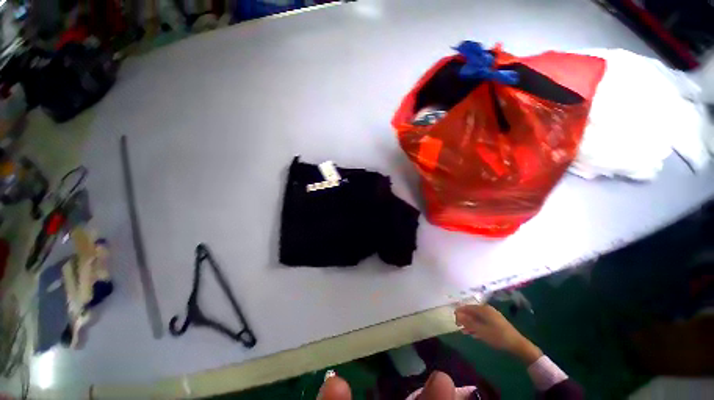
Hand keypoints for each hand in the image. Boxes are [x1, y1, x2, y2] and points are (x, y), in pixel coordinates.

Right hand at [454, 304, 541, 363]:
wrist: (518, 344)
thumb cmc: (498, 336)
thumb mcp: (481, 330)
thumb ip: (468, 322)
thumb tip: (457, 314)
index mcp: (483, 309)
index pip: (467, 307)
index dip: (459, 312)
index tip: (454, 320)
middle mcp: (487, 309)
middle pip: (471, 311)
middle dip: (464, 318)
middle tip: (459, 327)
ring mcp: (492, 315)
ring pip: (477, 317)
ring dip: (470, 323)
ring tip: (465, 332)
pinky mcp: (496, 322)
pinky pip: (482, 321)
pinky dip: (476, 326)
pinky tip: (474, 333)